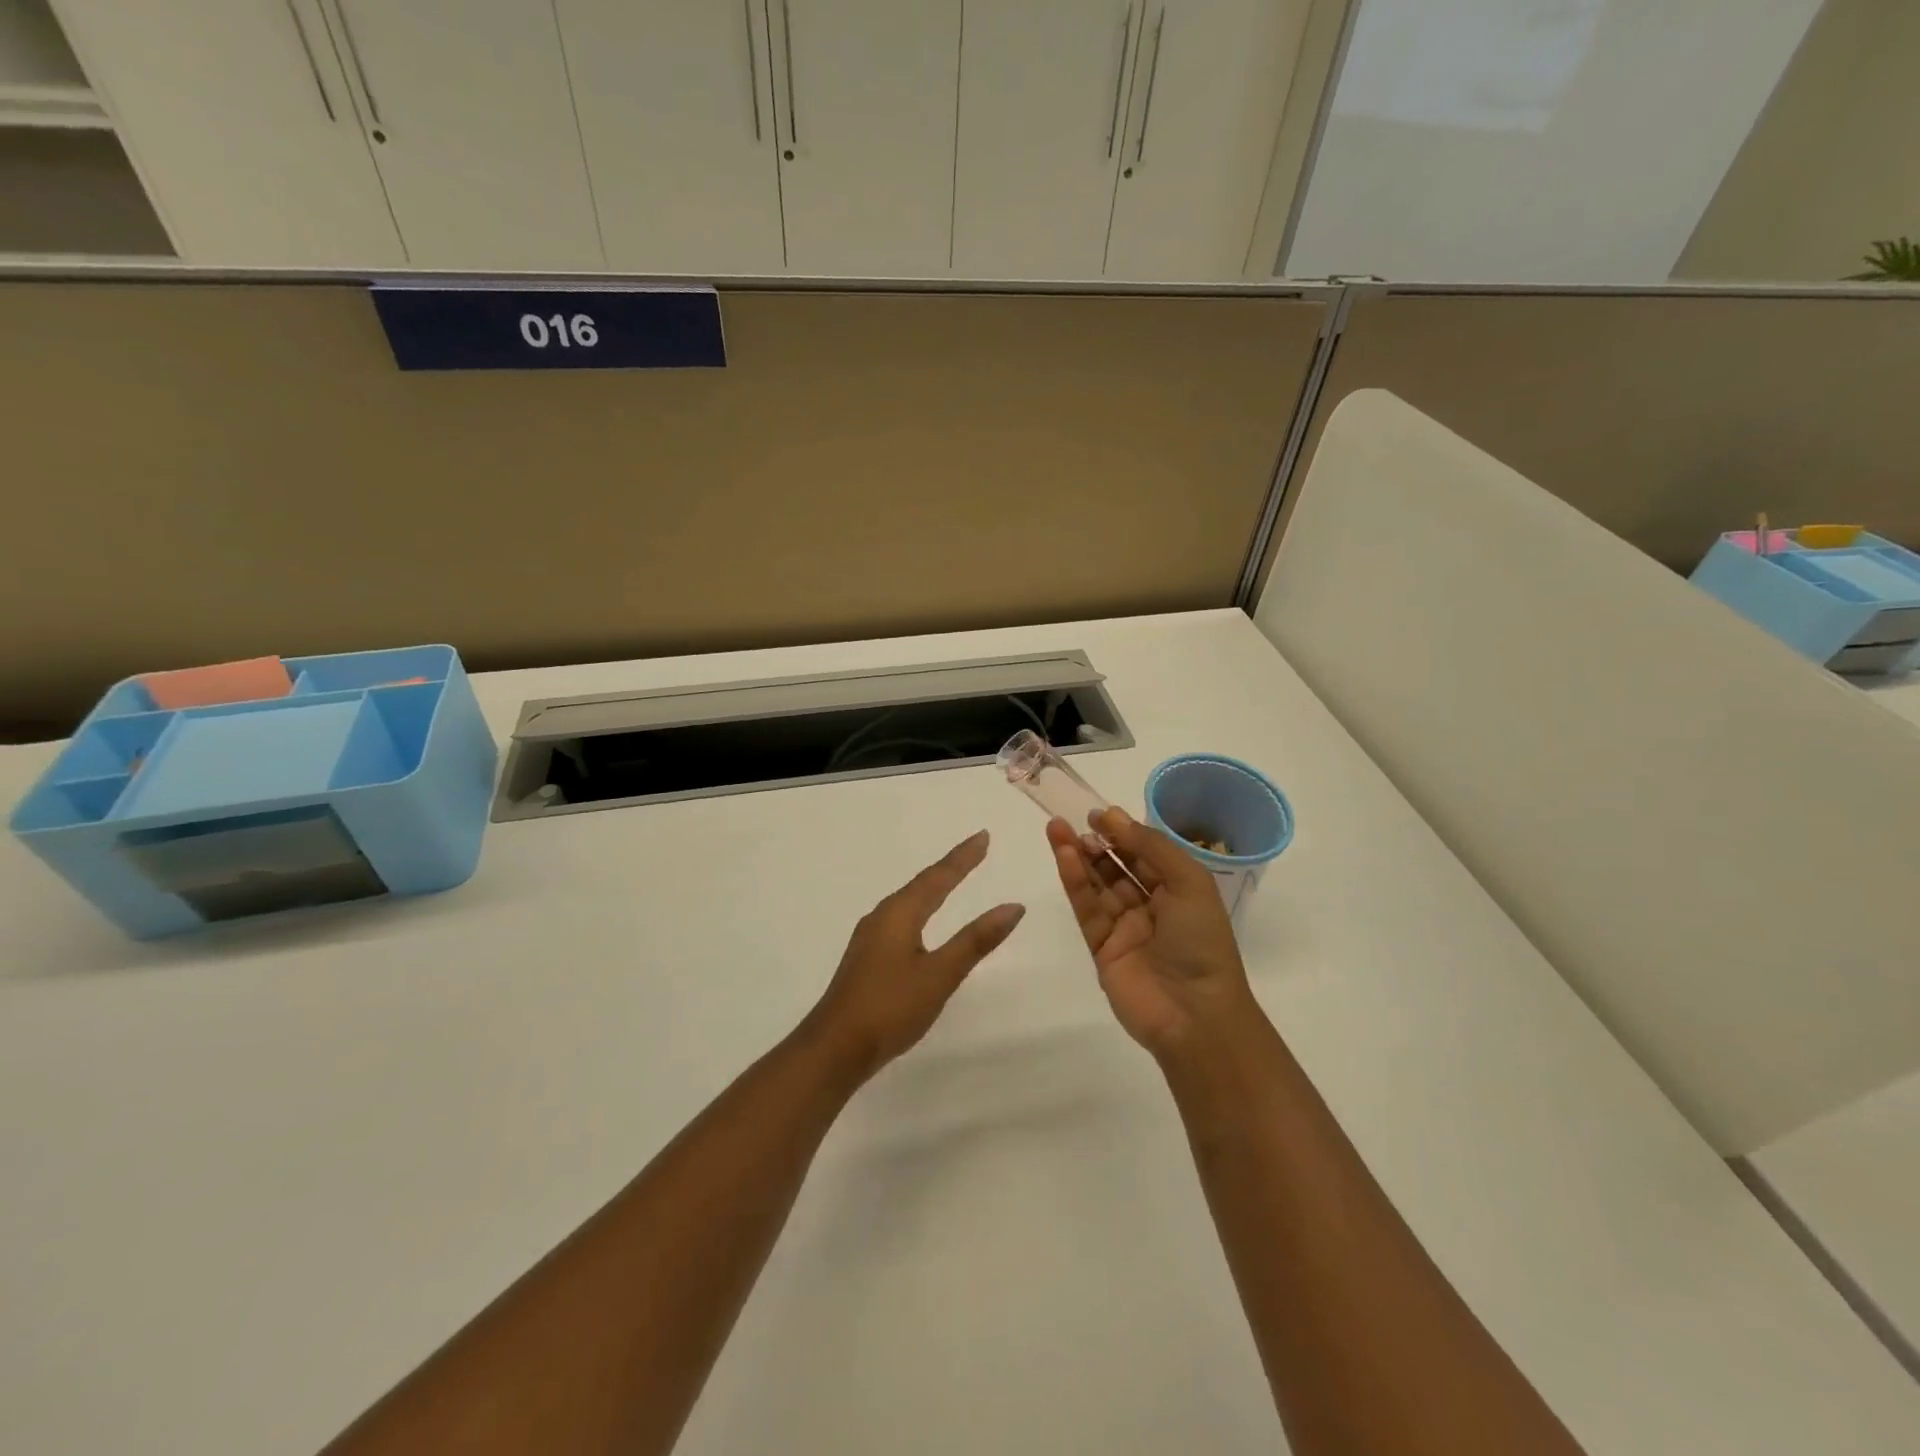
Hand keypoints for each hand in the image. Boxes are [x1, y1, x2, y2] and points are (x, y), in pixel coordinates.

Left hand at [802, 830, 1025, 1084]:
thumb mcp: (940, 974)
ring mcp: (870, 937)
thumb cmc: (890, 1007)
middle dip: (949, 867)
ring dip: (932, 888)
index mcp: (899, 914)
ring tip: (952, 878)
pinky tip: (920, 922)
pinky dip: (920, 909)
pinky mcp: (867, 957)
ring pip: (908, 902)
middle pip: (921, 884)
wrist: (834, 1048)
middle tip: (974, 852)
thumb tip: (1012, 906)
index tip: (983, 836)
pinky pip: (900, 919)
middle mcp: (882, 917)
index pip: (938, 877)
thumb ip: (976, 940)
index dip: (963, 857)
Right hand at [1048, 806, 1256, 1058]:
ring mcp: (1125, 928)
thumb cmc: (1201, 941)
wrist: (1194, 1014)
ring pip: (1097, 884)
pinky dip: (1074, 881)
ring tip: (1057, 828)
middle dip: (1097, 842)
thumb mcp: (1188, 882)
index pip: (1146, 854)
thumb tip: (1113, 818)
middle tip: (1074, 819)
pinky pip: (1086, 908)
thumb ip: (1151, 846)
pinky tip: (1063, 856)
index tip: (1098, 814)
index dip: (1124, 832)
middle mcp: (1151, 906)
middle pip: (1118, 867)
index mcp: (1179, 890)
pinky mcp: (1101, 947)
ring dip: (1078, 856)